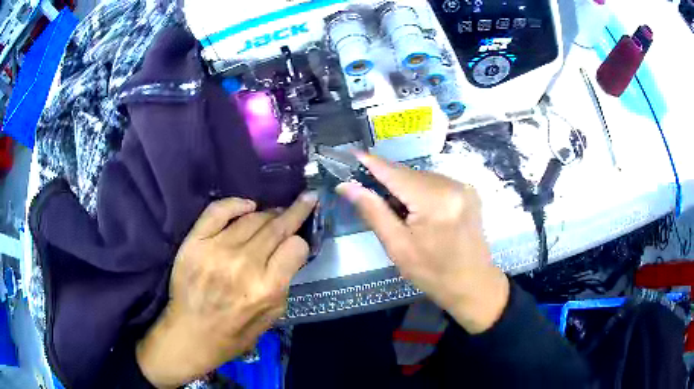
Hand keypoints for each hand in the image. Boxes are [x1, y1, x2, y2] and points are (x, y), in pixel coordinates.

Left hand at [136, 194, 316, 387]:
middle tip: (305, 201)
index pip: (296, 247)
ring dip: (269, 213)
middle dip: (295, 211)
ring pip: (252, 217)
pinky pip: (218, 211)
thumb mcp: (272, 316)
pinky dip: (236, 204)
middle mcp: (244, 265)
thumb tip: (289, 253)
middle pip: (277, 226)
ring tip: (274, 213)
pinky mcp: (195, 242)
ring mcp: (217, 250)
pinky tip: (248, 206)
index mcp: (267, 288)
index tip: (297, 244)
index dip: (300, 243)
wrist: (192, 334)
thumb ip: (284, 283)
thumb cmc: (235, 332)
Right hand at [337, 154, 508, 333]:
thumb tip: (347, 186)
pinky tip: (416, 210)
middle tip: (367, 192)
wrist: (473, 284)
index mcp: (434, 201)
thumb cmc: (433, 273)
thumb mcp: (398, 247)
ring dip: (404, 187)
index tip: (352, 154)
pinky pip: (435, 183)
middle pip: (409, 173)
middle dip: (387, 180)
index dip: (372, 162)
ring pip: (421, 177)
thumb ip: (373, 212)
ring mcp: (463, 187)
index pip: (395, 173)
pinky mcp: (468, 192)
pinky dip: (420, 191)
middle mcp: (452, 185)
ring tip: (396, 210)